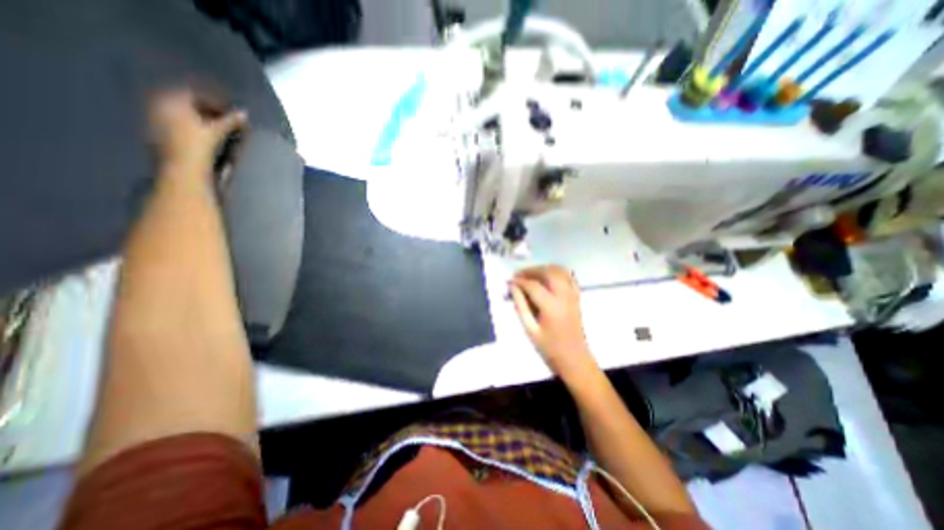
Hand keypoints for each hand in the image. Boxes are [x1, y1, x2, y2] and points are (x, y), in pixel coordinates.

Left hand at [148, 89, 246, 175]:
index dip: (214, 100)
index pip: (193, 93)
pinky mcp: (161, 135)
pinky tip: (205, 137)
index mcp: (171, 101)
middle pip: (187, 104)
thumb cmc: (198, 146)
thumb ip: (231, 121)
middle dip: (208, 110)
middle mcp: (160, 106)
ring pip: (183, 115)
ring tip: (219, 129)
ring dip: (202, 120)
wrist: (181, 169)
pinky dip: (194, 128)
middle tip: (227, 119)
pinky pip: (179, 125)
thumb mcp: (217, 131)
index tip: (230, 109)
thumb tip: (244, 113)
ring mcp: (157, 121)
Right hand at [510, 266, 596, 379]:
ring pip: (560, 271)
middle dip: (532, 270)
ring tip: (531, 275)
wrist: (574, 359)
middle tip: (519, 275)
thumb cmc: (549, 348)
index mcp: (551, 307)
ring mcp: (573, 295)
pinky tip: (547, 278)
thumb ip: (520, 306)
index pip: (533, 286)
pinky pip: (568, 277)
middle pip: (549, 272)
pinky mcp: (577, 297)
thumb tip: (513, 288)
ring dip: (544, 269)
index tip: (509, 281)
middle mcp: (564, 296)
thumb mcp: (530, 330)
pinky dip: (557, 272)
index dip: (519, 281)